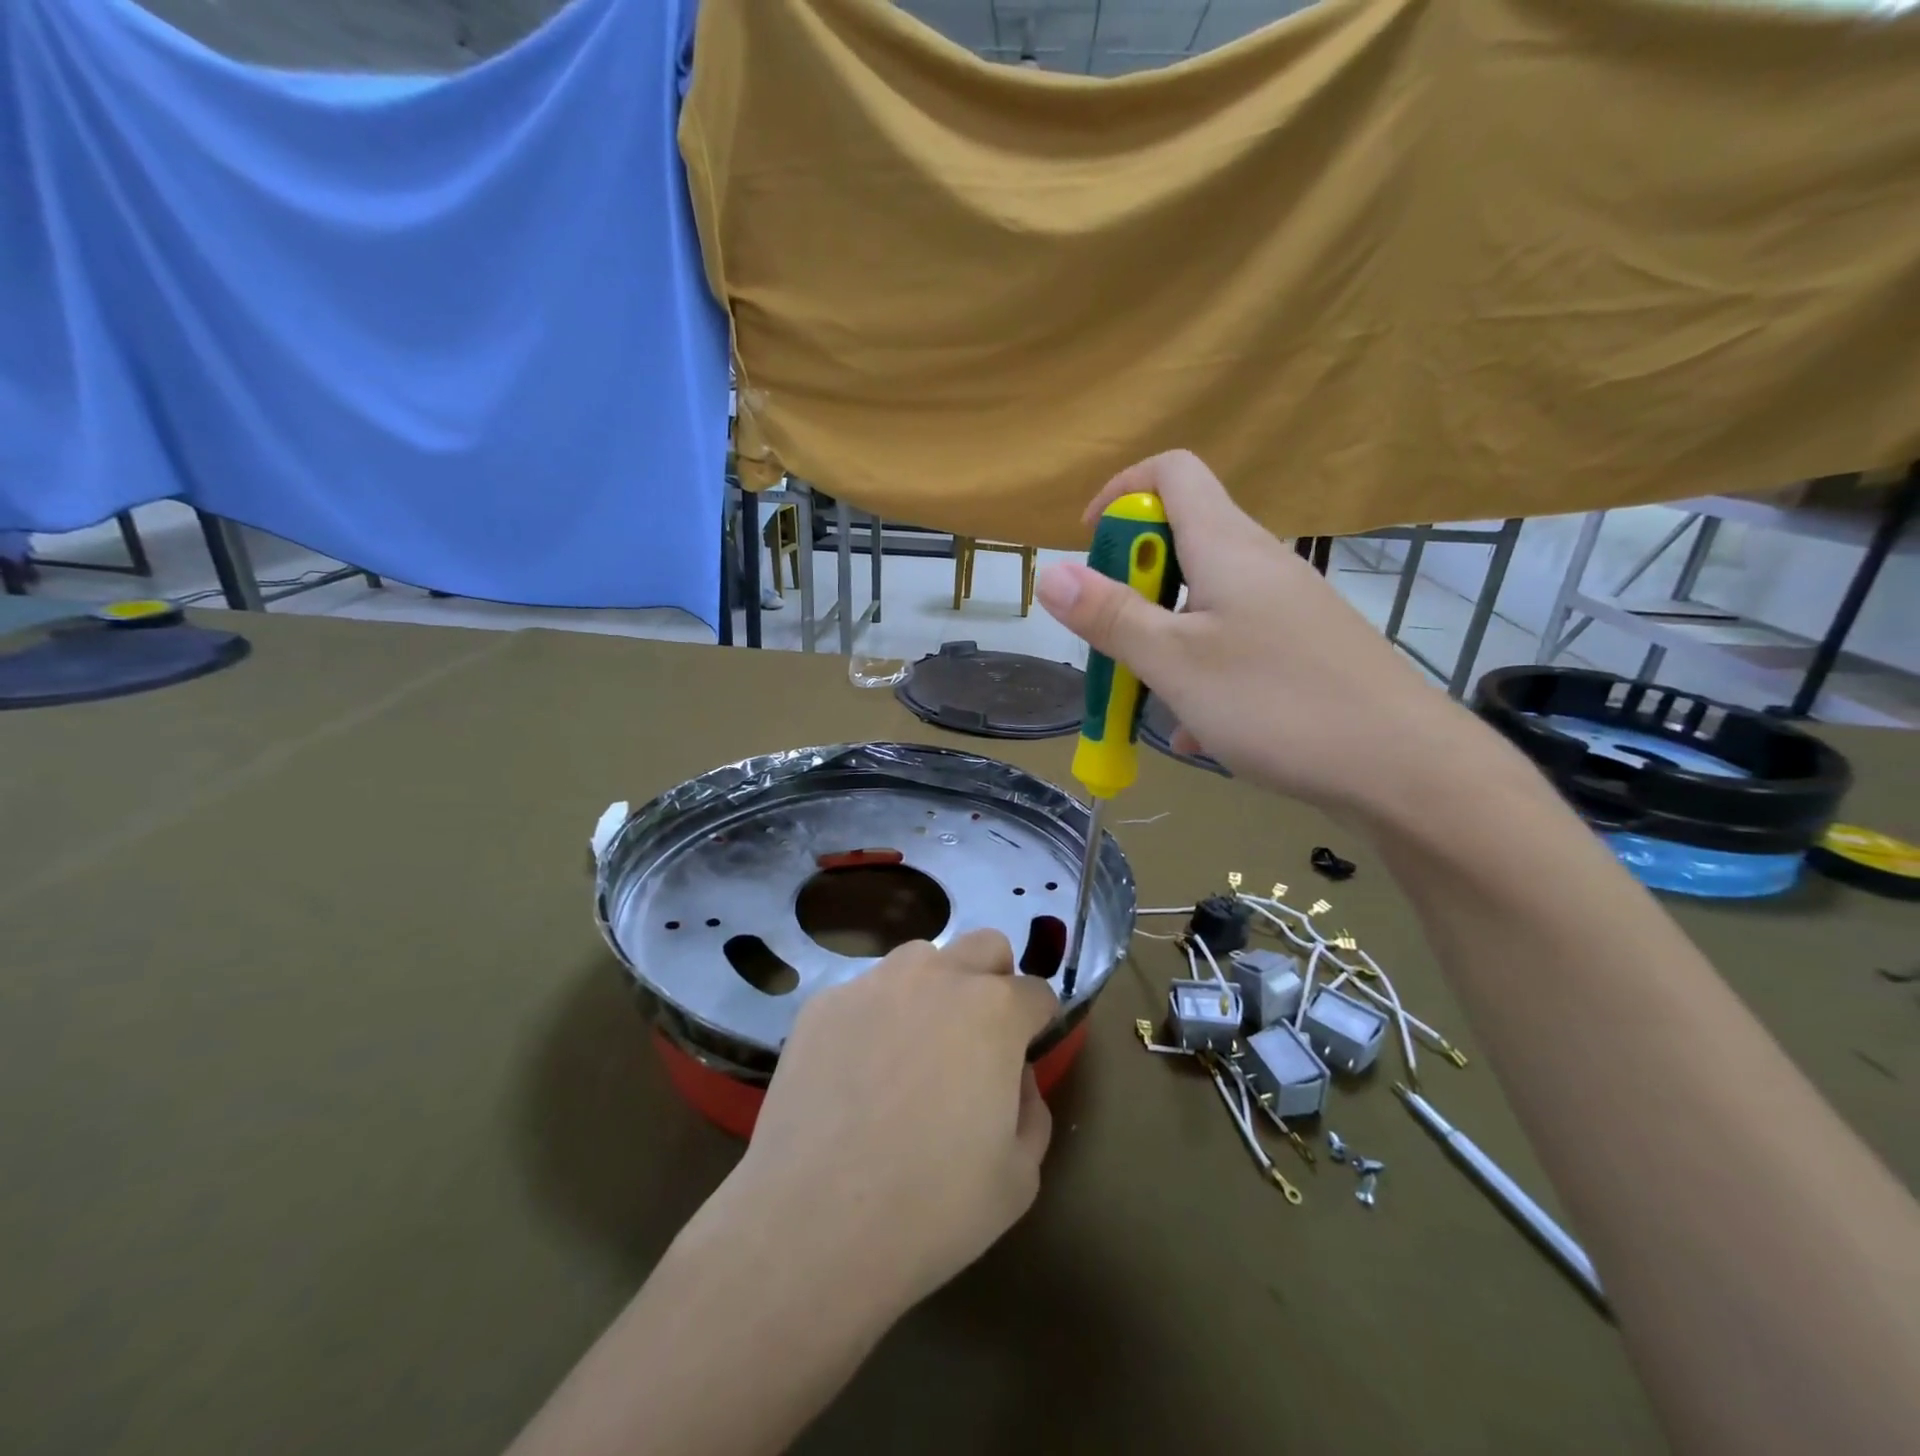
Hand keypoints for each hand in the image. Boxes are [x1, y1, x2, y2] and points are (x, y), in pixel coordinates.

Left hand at [733, 929, 1059, 1320]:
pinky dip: (875, 1018)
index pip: (1037, 993)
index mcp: (994, 1010)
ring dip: (933, 990)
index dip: (1038, 1025)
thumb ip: (1032, 1109)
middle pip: (985, 946)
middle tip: (977, 1040)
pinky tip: (856, 1074)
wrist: (813, 1224)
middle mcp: (937, 976)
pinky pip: (865, 993)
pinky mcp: (823, 1003)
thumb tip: (1015, 1076)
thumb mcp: (1019, 1177)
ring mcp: (874, 983)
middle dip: (995, 981)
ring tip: (911, 1053)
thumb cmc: (932, 1207)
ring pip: (921, 959)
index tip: (1025, 1057)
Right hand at [1036, 450, 1476, 814]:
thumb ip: (1110, 615)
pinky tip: (1198, 732)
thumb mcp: (1174, 662)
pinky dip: (1201, 673)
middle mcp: (1260, 563)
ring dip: (1162, 640)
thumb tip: (1050, 572)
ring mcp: (1287, 608)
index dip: (1120, 493)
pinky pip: (1234, 644)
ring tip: (1149, 700)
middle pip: (1182, 542)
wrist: (1405, 767)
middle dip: (1132, 586)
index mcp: (1227, 546)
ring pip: (1203, 604)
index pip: (1172, 472)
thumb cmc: (1277, 703)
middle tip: (1114, 641)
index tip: (1089, 547)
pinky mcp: (1304, 650)